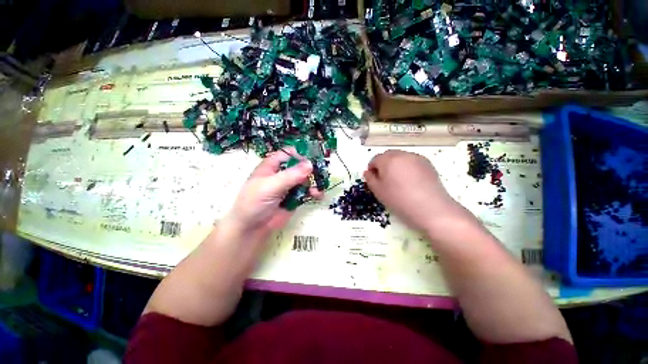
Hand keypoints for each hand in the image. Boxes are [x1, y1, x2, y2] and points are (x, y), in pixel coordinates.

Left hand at [222, 148, 321, 241]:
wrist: (251, 228)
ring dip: (314, 182)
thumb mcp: (271, 186)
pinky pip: (306, 193)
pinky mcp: (292, 200)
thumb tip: (310, 164)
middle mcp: (280, 174)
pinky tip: (318, 196)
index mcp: (271, 166)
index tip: (313, 159)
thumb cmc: (255, 202)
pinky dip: (313, 193)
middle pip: (299, 166)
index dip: (300, 154)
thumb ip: (291, 175)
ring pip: (305, 180)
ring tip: (318, 190)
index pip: (288, 153)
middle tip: (322, 174)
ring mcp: (287, 188)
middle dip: (311, 169)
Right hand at [364, 150, 476, 241]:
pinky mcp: (428, 163)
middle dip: (385, 166)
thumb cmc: (402, 202)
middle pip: (389, 156)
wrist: (432, 208)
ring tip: (402, 184)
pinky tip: (414, 184)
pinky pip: (414, 163)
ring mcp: (417, 157)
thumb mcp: (381, 194)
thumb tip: (369, 172)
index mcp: (388, 160)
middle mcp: (402, 154)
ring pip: (402, 158)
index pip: (375, 160)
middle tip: (388, 184)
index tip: (376, 183)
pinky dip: (410, 169)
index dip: (373, 170)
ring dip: (398, 167)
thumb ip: (371, 180)